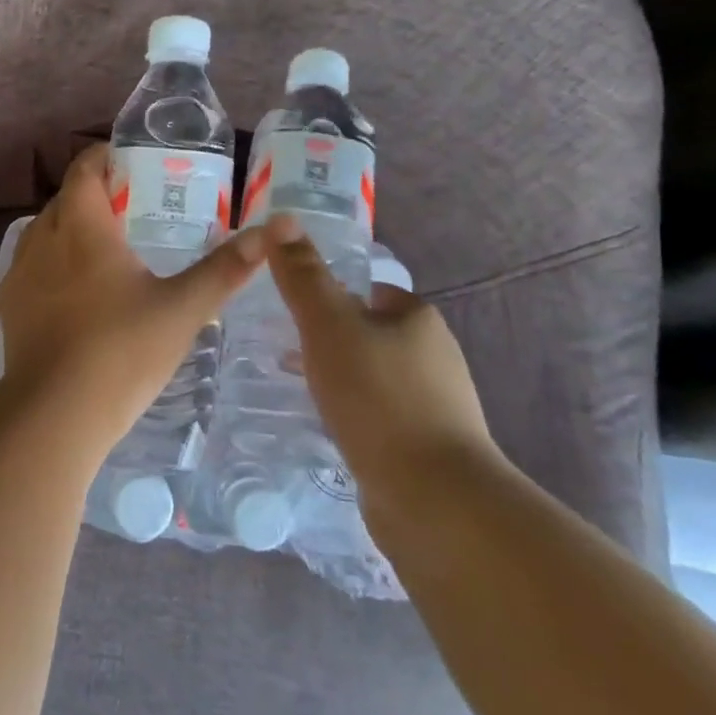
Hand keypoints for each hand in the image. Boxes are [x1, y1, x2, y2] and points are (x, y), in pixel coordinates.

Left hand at [0, 145, 267, 451]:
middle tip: (130, 207)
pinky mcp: (10, 304)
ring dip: (70, 228)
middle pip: (65, 198)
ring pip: (44, 231)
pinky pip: (31, 265)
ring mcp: (20, 273)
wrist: (55, 412)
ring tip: (104, 247)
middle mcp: (43, 239)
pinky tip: (74, 289)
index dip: (104, 158)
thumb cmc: (122, 351)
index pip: (85, 169)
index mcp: (82, 227)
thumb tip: (272, 230)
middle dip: (93, 194)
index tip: (129, 162)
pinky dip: (53, 261)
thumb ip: (225, 269)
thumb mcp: (183, 309)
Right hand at [263, 214, 501, 507]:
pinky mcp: (427, 444)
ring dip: (337, 377)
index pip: (367, 291)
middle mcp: (434, 355)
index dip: (327, 295)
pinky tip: (327, 427)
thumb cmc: (377, 398)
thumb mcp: (329, 326)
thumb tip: (282, 218)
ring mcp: (435, 403)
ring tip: (295, 389)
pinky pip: (378, 413)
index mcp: (417, 319)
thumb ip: (303, 276)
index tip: (289, 311)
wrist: (432, 496)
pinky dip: (351, 412)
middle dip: (328, 339)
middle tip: (280, 349)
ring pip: (372, 375)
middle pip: (369, 333)